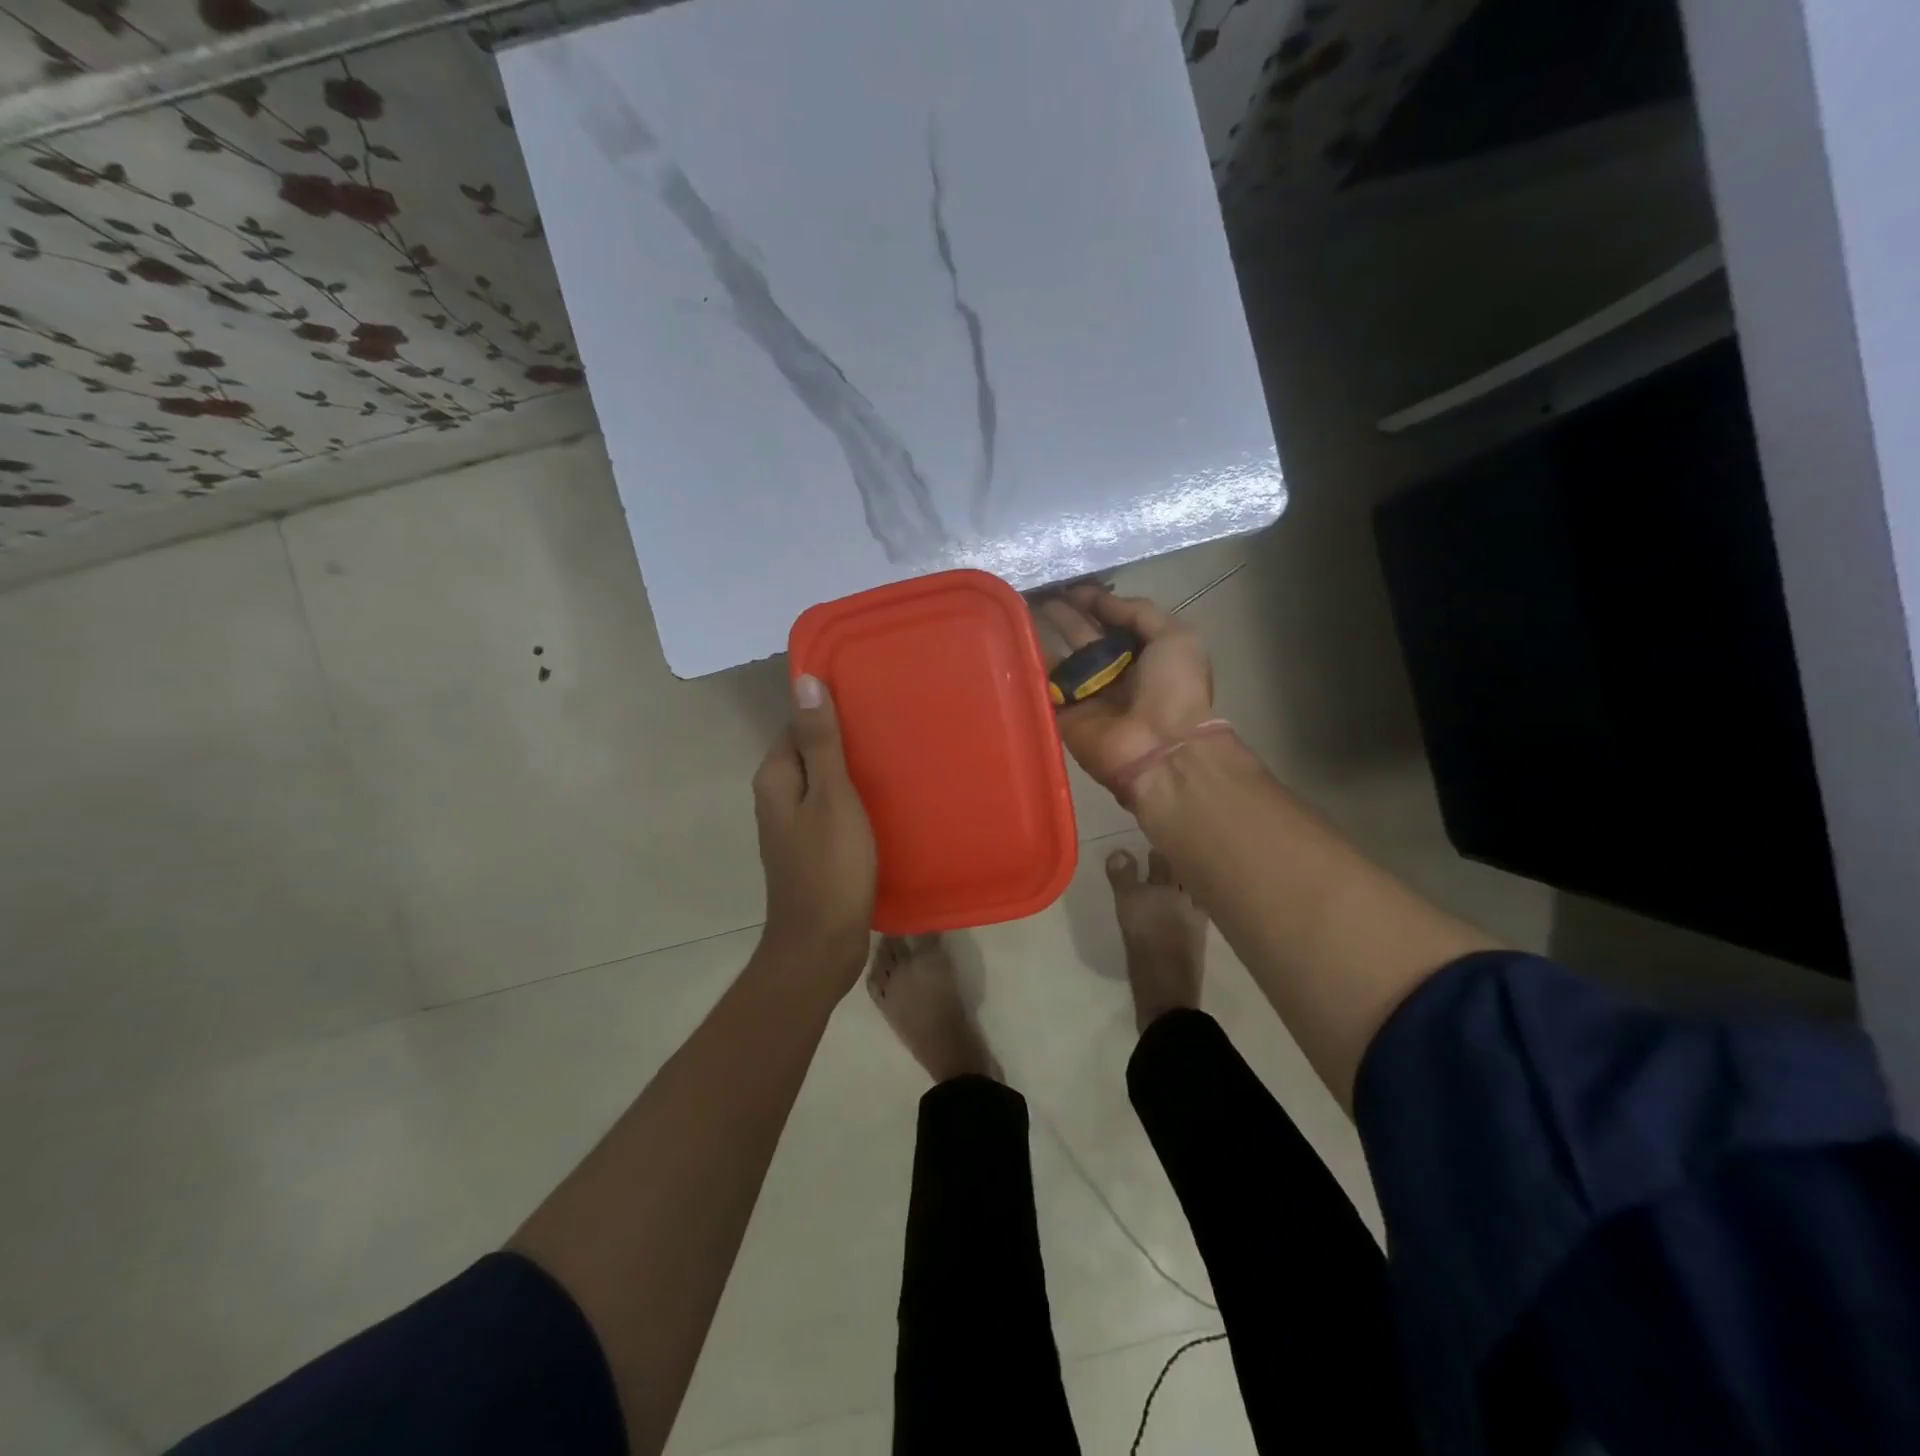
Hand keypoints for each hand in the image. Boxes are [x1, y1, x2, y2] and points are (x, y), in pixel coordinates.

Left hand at [752, 674, 876, 986]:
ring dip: (851, 771)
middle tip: (891, 727)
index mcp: (775, 778)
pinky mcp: (811, 849)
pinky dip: (854, 800)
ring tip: (895, 757)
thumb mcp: (831, 798)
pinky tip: (885, 801)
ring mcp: (793, 826)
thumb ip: (819, 742)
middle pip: (810, 753)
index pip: (797, 725)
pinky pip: (831, 810)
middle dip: (844, 739)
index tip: (869, 700)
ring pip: (823, 783)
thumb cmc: (829, 867)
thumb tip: (803, 682)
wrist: (821, 945)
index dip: (829, 710)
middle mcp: (777, 797)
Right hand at [1038, 585, 1214, 793]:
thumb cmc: (1174, 689)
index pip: (1113, 621)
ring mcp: (1087, 694)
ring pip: (1059, 659)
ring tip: (1018, 610)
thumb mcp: (1175, 637)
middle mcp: (1114, 672)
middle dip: (1064, 614)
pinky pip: (1043, 687)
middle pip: (1082, 637)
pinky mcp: (1064, 714)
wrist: (1159, 748)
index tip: (1069, 585)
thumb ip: (1139, 612)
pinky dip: (1029, 668)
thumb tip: (1098, 598)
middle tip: (1038, 592)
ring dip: (1041, 636)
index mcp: (1144, 653)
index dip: (1093, 602)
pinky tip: (1011, 643)